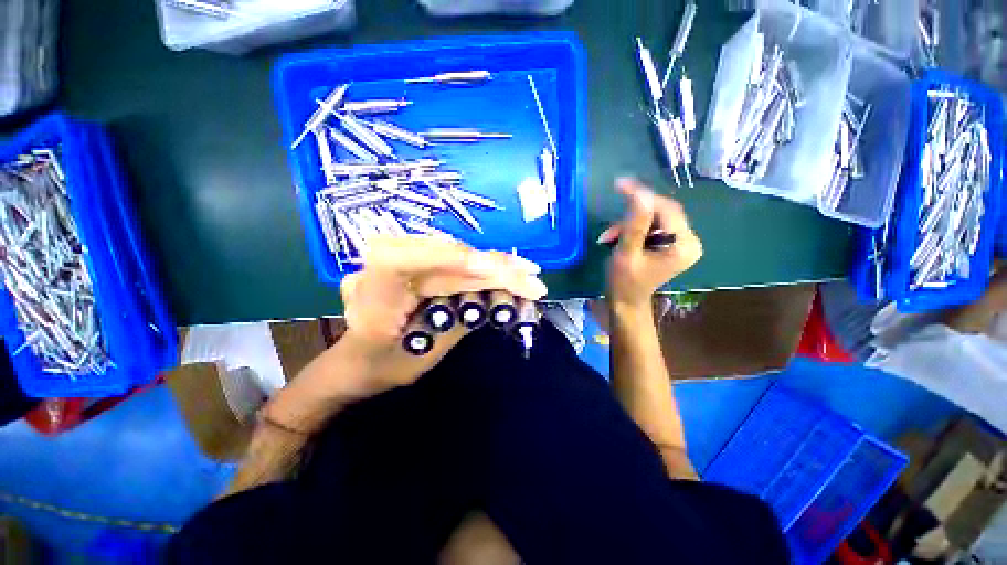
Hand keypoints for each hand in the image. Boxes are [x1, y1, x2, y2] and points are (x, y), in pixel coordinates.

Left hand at [338, 235, 546, 393]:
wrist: (356, 360)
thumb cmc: (383, 367)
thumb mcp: (420, 356)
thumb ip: (457, 323)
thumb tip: (497, 296)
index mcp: (370, 292)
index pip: (403, 260)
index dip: (450, 259)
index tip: (495, 270)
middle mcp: (379, 265)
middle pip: (444, 257)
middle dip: (492, 268)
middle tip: (531, 279)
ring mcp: (397, 258)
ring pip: (454, 254)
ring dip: (493, 265)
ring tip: (526, 274)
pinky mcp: (414, 260)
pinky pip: (452, 260)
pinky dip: (481, 268)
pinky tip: (505, 270)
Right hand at [597, 178, 702, 311]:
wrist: (626, 303)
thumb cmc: (624, 282)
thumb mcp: (627, 253)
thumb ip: (634, 225)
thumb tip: (640, 194)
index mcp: (683, 244)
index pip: (666, 209)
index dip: (643, 196)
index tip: (619, 185)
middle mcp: (688, 240)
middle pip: (661, 212)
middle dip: (632, 215)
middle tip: (610, 225)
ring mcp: (680, 242)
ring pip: (653, 218)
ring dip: (629, 224)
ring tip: (609, 237)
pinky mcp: (671, 244)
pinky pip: (652, 226)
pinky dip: (633, 229)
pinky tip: (617, 238)